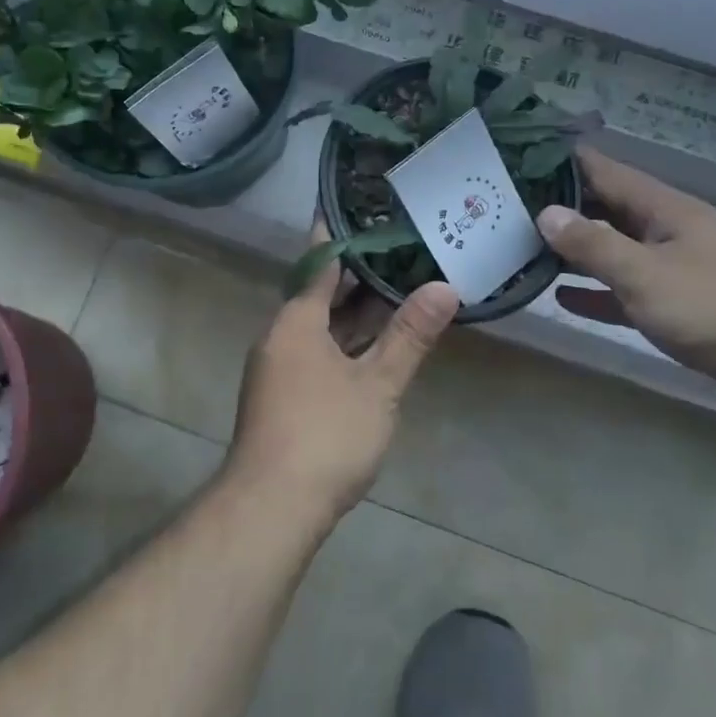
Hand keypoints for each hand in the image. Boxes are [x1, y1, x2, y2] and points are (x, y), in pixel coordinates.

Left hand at [224, 224, 458, 529]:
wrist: (271, 508)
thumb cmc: (324, 435)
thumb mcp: (377, 384)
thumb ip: (409, 336)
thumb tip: (444, 287)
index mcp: (296, 322)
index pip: (320, 262)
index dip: (341, 234)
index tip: (361, 208)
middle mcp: (281, 336)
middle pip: (321, 293)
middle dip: (358, 274)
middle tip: (398, 246)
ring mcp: (280, 368)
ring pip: (321, 325)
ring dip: (355, 310)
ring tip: (398, 286)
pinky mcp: (285, 395)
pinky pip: (319, 350)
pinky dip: (347, 339)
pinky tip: (377, 343)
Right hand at [537, 149, 715, 413]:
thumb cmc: (714, 305)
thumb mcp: (644, 272)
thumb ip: (593, 244)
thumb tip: (545, 213)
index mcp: (662, 208)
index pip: (603, 171)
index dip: (562, 162)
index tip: (517, 157)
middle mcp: (667, 229)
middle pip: (606, 208)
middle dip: (561, 206)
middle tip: (508, 208)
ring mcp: (675, 267)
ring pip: (615, 249)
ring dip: (576, 250)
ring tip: (524, 248)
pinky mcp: (681, 305)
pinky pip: (627, 290)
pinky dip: (597, 291)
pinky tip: (563, 297)